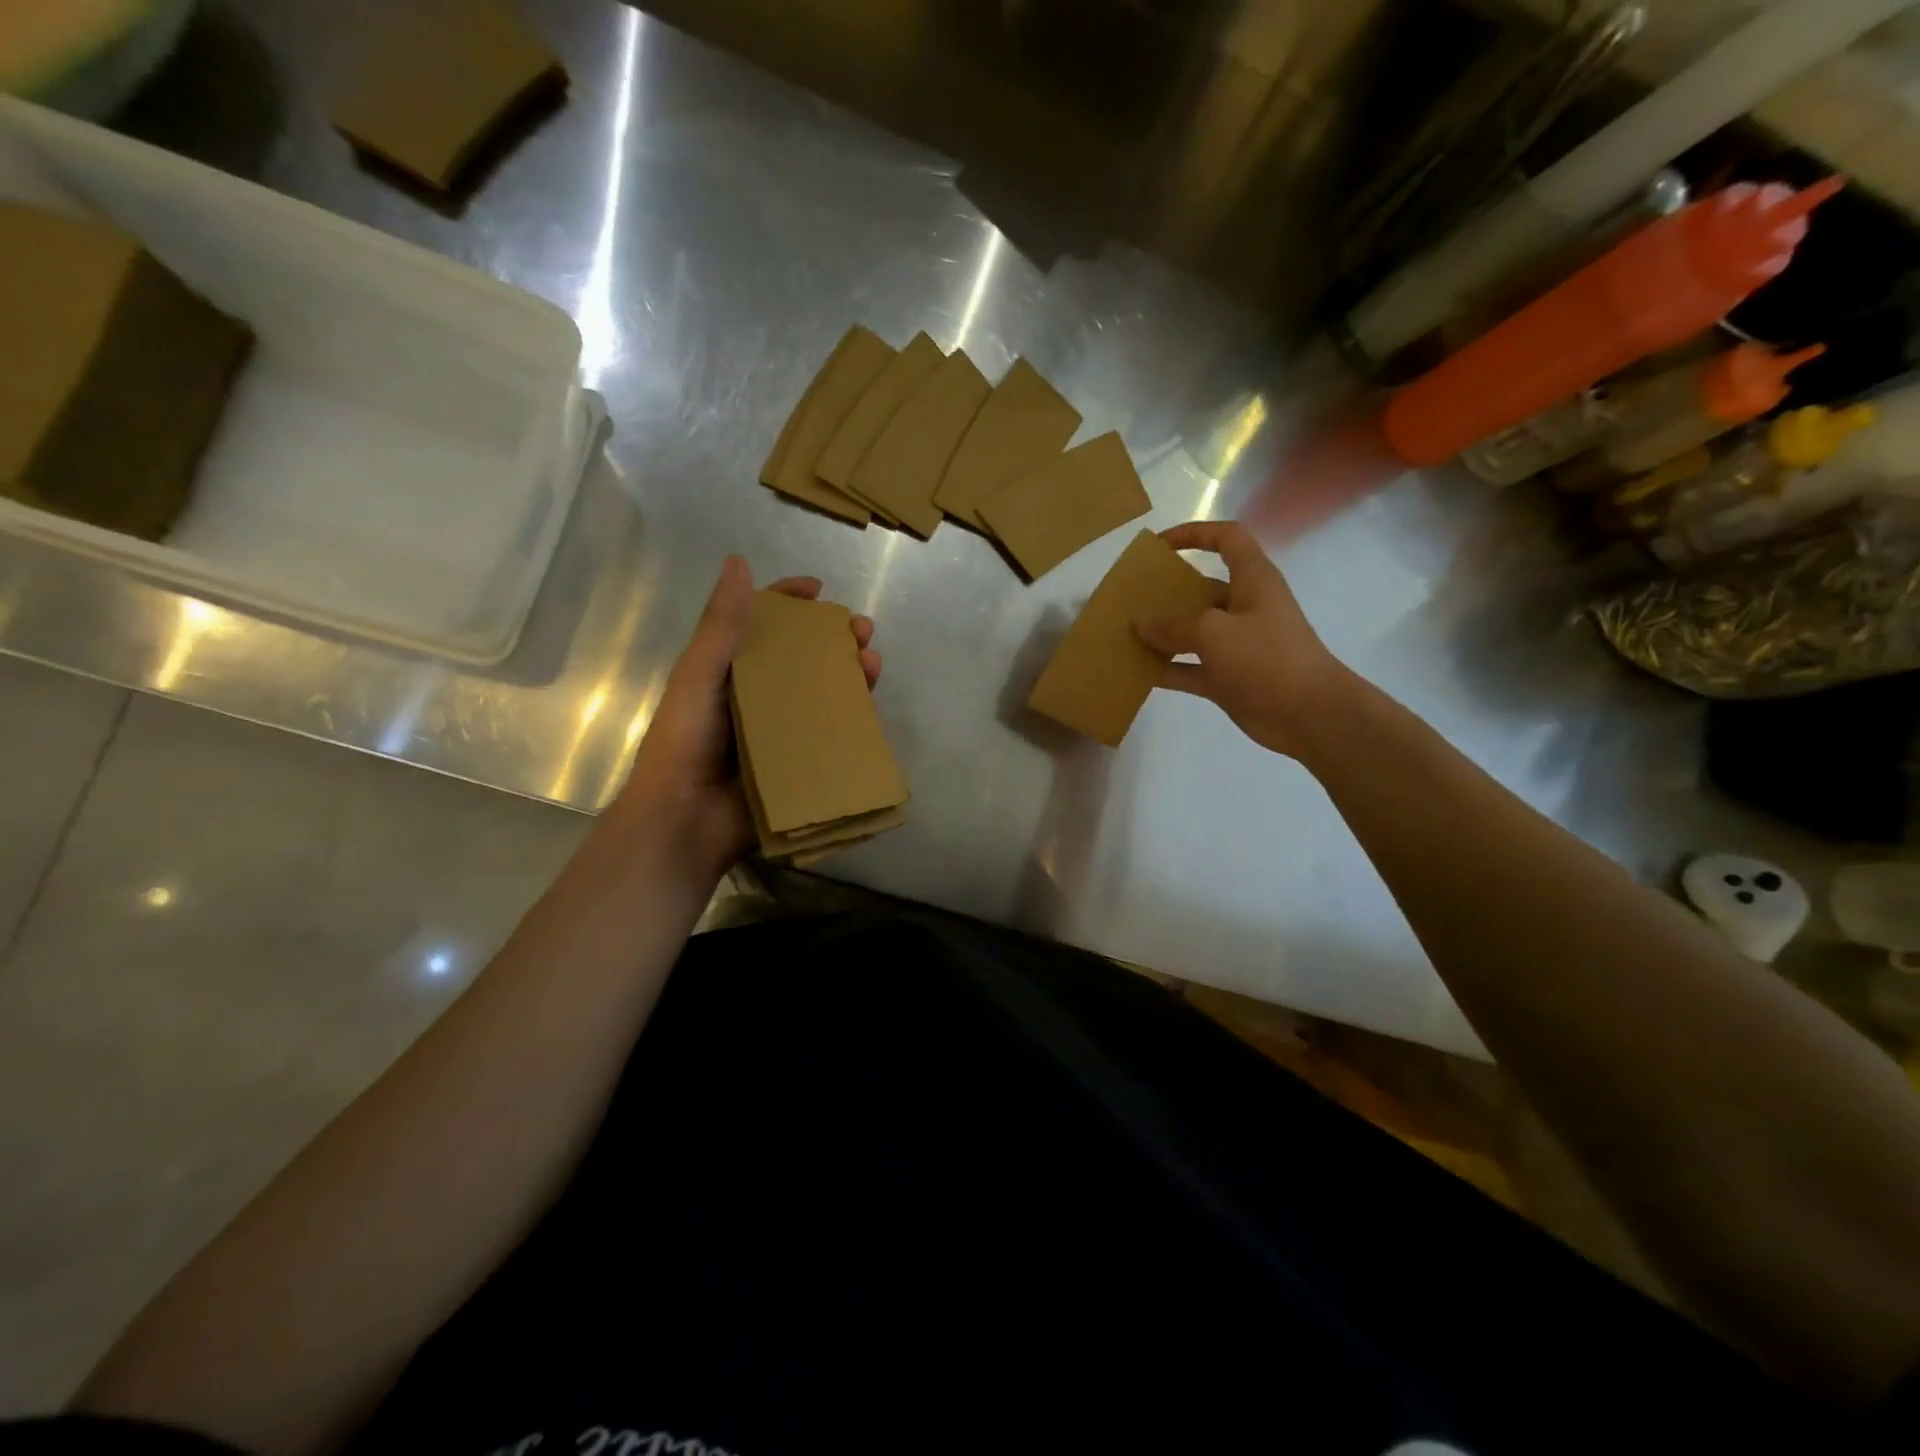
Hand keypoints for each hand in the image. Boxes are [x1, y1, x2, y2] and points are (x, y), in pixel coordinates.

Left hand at [610, 555, 880, 886]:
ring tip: (873, 665)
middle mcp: (757, 698)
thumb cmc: (684, 743)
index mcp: (728, 673)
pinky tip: (871, 709)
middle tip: (862, 631)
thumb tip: (739, 562)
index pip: (761, 625)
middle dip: (834, 639)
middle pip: (802, 658)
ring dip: (850, 675)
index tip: (818, 590)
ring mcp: (780, 733)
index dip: (788, 602)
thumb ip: (721, 625)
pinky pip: (830, 737)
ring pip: (823, 695)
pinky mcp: (798, 765)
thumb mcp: (698, 676)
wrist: (684, 821)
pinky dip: (852, 720)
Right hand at [1133, 521, 1348, 760]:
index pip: (1227, 539)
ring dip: (1162, 634)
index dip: (1195, 534)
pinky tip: (1138, 672)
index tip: (1159, 546)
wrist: (1311, 716)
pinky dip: (1168, 669)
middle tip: (1131, 599)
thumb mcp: (1215, 632)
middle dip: (1168, 592)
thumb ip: (1174, 625)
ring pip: (1193, 632)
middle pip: (1202, 589)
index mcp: (1253, 581)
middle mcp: (1245, 608)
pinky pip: (1191, 668)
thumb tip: (1140, 622)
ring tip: (1126, 635)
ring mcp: (1237, 645)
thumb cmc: (1268, 659)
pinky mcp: (1230, 678)